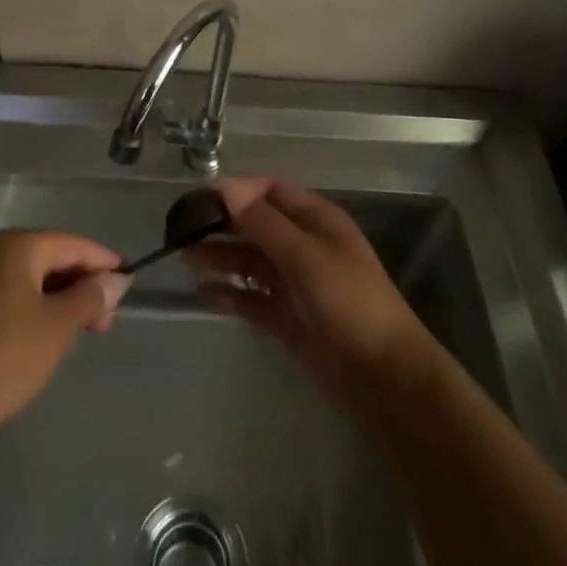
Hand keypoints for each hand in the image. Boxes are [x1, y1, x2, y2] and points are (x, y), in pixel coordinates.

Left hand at [0, 229, 130, 439]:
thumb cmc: (6, 355)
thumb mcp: (59, 325)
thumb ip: (91, 296)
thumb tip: (116, 279)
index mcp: (16, 246)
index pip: (72, 244)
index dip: (103, 262)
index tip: (128, 285)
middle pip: (52, 258)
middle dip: (83, 284)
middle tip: (107, 320)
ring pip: (32, 281)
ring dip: (62, 301)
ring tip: (84, 331)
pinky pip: (13, 298)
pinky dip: (38, 311)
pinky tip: (50, 337)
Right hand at [186, 177, 430, 404]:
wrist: (384, 378)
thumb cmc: (348, 302)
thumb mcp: (305, 255)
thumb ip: (264, 223)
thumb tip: (227, 187)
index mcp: (316, 220)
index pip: (270, 191)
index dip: (236, 191)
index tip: (198, 198)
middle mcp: (305, 246)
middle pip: (257, 226)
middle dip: (223, 225)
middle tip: (182, 231)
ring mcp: (297, 284)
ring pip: (252, 263)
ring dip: (222, 258)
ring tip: (185, 259)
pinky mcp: (290, 320)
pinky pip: (254, 299)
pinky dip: (232, 294)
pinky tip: (205, 293)